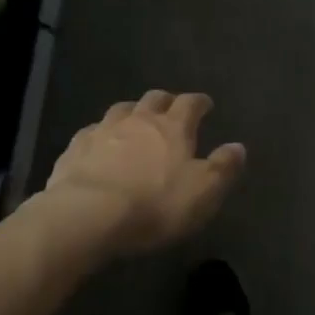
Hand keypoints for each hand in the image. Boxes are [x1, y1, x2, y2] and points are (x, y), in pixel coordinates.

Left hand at [41, 91, 246, 262]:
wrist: (86, 215)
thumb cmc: (154, 205)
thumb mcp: (203, 193)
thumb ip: (223, 168)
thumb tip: (238, 147)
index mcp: (173, 127)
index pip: (190, 103)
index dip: (200, 102)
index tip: (206, 104)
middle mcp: (139, 119)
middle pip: (154, 98)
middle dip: (166, 101)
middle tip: (171, 109)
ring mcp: (104, 130)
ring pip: (122, 109)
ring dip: (132, 112)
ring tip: (136, 121)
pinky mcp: (76, 147)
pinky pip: (92, 131)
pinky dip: (102, 134)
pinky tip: (100, 144)